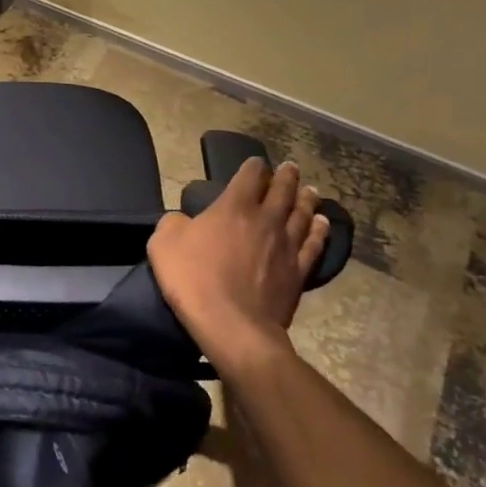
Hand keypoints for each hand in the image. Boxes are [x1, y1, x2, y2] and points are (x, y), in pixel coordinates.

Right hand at [147, 159, 329, 375]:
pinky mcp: (297, 272)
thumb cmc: (193, 279)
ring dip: (306, 200)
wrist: (231, 325)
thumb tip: (183, 220)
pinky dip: (318, 231)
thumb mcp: (164, 243)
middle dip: (286, 177)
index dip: (253, 166)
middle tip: (292, 168)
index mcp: (233, 207)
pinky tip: (321, 224)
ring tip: (311, 191)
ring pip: (301, 214)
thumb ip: (174, 223)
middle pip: (282, 191)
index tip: (256, 162)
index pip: (249, 176)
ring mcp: (286, 246)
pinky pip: (313, 245)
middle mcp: (265, 219)